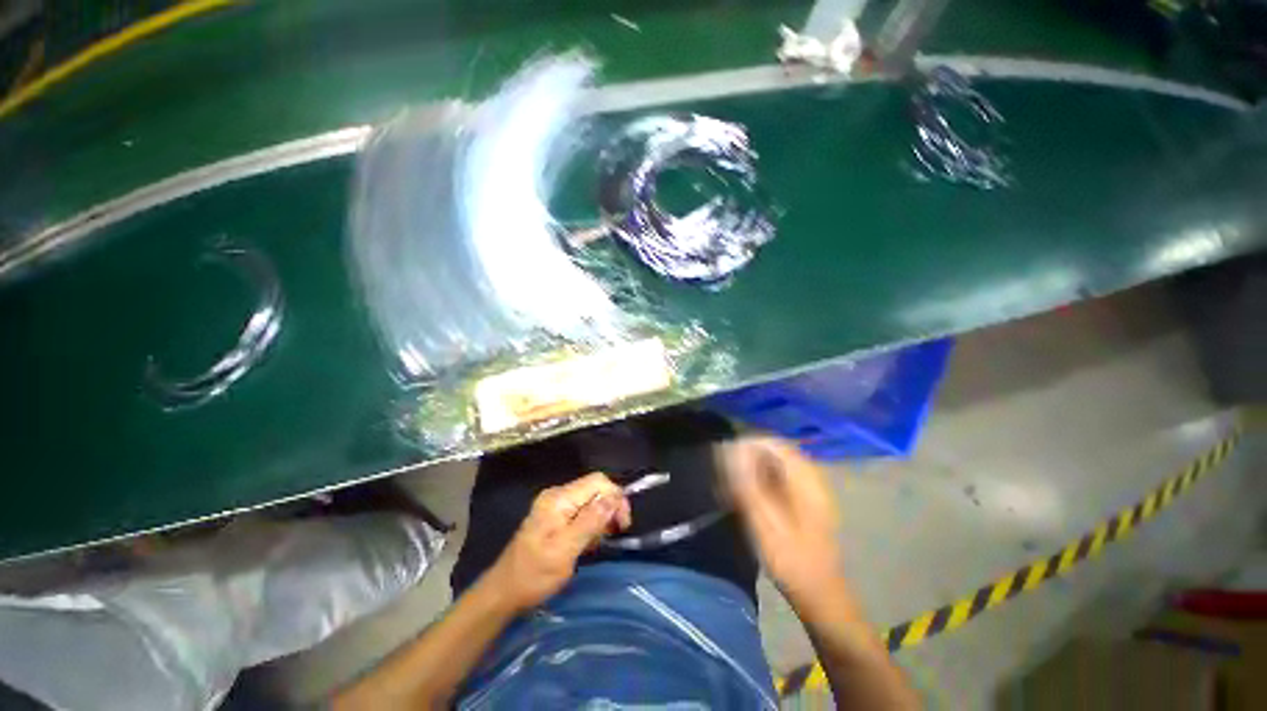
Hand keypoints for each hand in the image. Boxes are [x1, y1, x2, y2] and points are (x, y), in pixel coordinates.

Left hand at [482, 473, 631, 613]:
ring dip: (601, 518)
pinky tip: (588, 542)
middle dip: (609, 508)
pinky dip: (591, 524)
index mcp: (559, 498)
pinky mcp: (555, 516)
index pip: (597, 482)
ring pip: (590, 500)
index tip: (622, 523)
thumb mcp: (564, 550)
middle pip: (595, 489)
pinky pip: (581, 511)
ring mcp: (555, 505)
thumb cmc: (534, 574)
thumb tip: (613, 499)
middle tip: (614, 533)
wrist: (504, 592)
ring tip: (598, 542)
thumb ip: (589, 522)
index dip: (615, 496)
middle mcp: (558, 495)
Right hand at [722, 437, 844, 609]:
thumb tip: (733, 452)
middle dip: (750, 455)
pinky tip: (748, 494)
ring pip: (778, 467)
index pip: (776, 445)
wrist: (820, 595)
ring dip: (754, 468)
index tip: (727, 451)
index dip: (750, 443)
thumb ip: (748, 483)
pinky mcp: (806, 504)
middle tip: (726, 466)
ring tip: (733, 480)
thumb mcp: (764, 522)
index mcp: (806, 481)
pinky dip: (762, 481)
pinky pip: (781, 481)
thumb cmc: (791, 559)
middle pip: (777, 453)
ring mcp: (811, 492)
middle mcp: (811, 480)